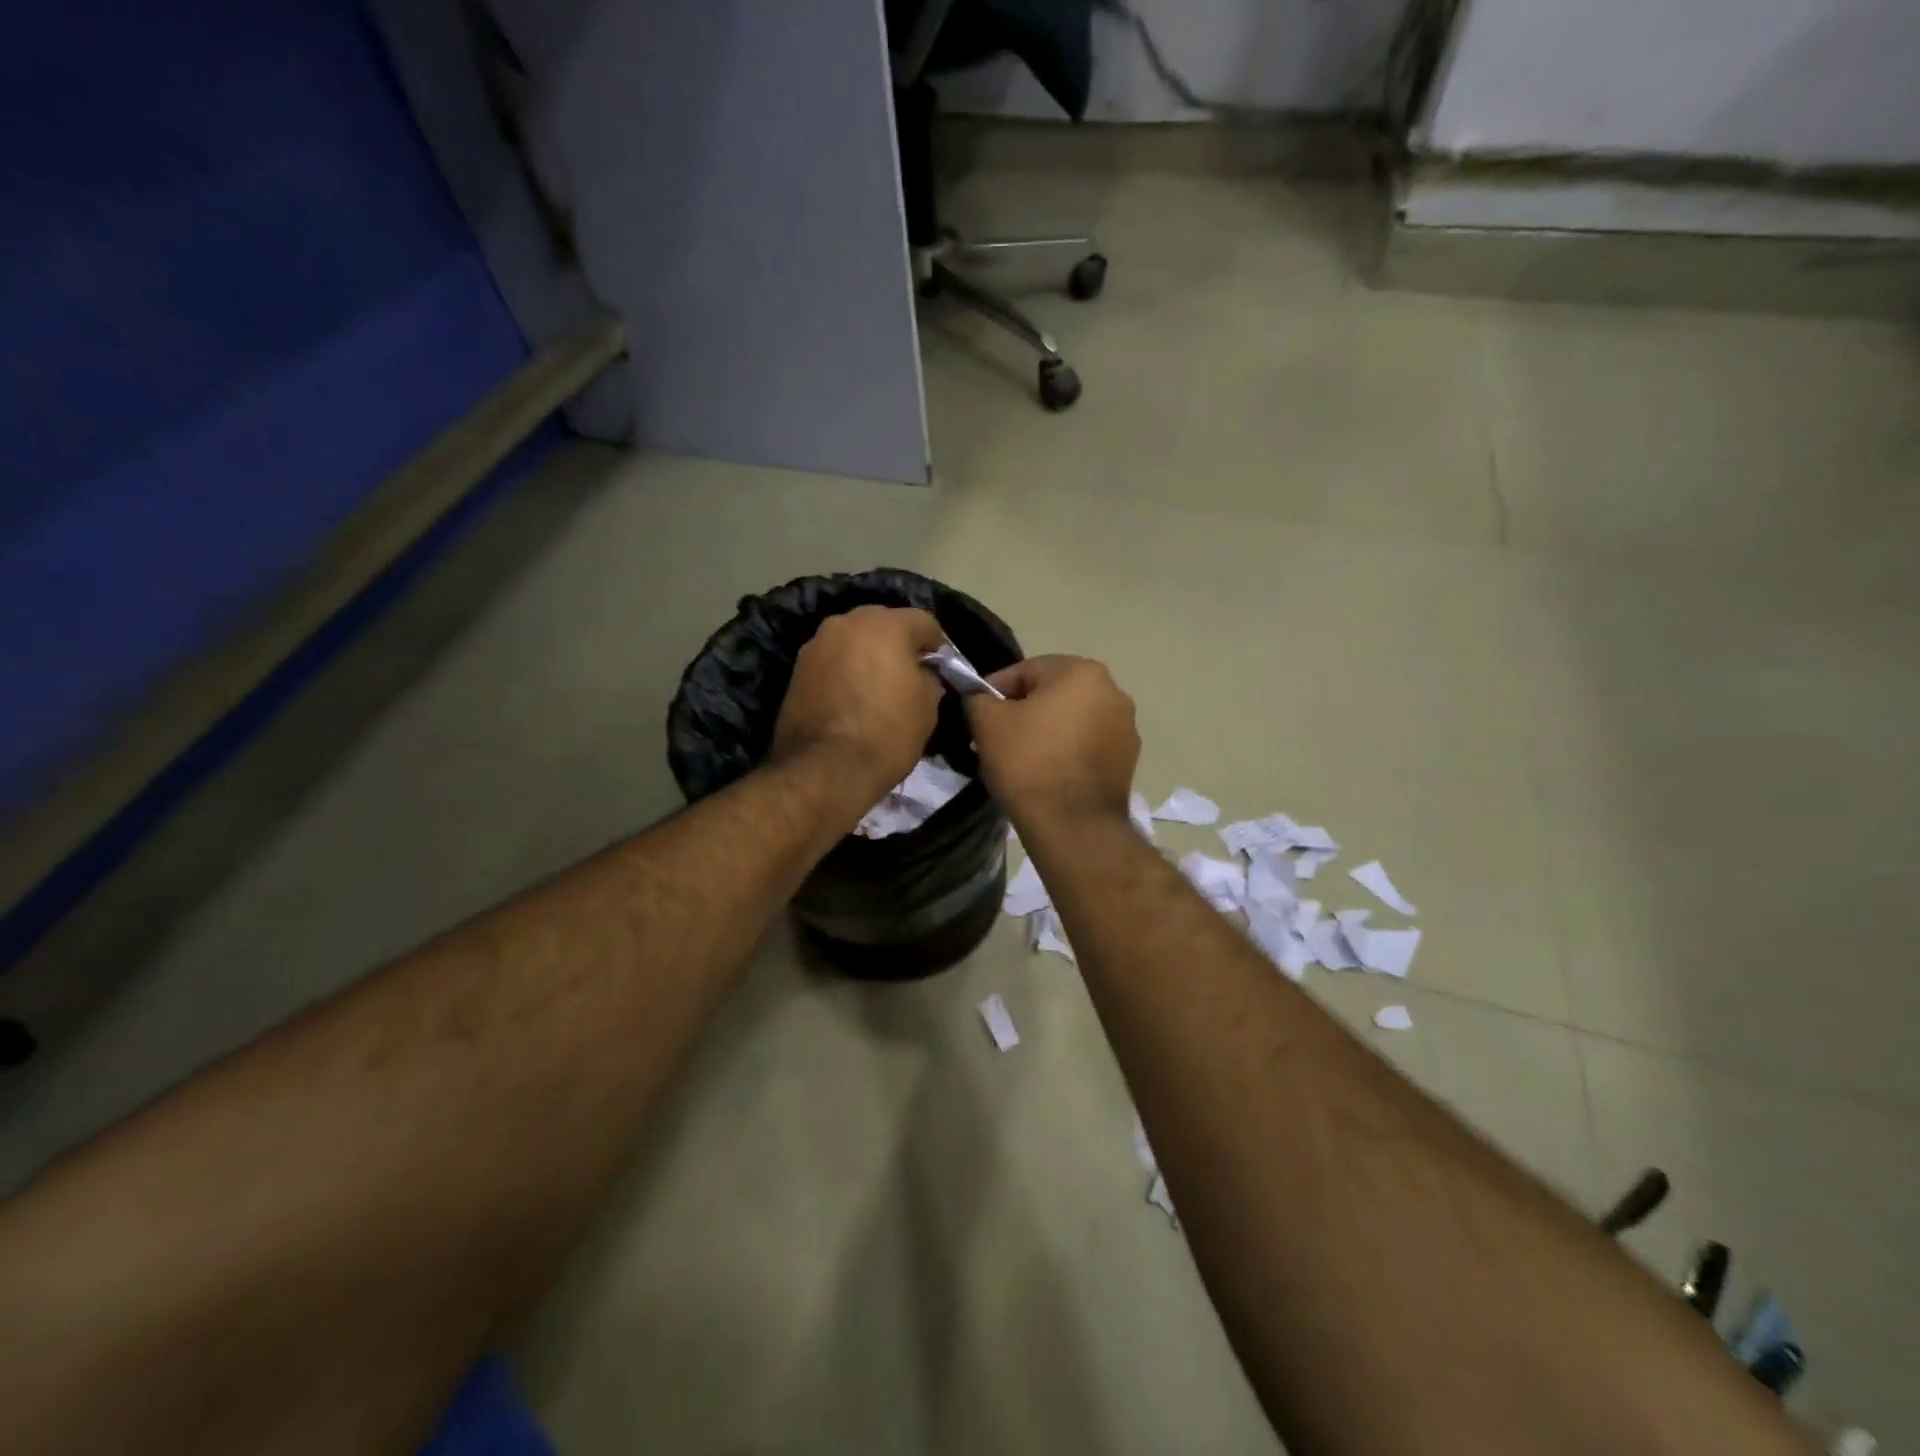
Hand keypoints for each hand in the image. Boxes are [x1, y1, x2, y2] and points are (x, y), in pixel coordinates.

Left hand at [771, 605, 946, 802]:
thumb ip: (929, 679)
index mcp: (886, 624)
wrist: (824, 770)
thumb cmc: (886, 734)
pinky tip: (853, 697)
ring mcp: (818, 643)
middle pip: (884, 623)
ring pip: (854, 640)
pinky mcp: (797, 667)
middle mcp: (848, 622)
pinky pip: (833, 659)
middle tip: (909, 676)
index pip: (924, 622)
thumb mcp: (927, 708)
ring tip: (878, 688)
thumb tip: (923, 673)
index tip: (941, 670)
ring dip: (868, 655)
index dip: (937, 646)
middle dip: (899, 645)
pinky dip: (845, 670)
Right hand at [964, 655, 1138, 825]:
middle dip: (1024, 711)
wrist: (1073, 826)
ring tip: (1023, 760)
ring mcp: (1126, 727)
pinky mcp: (1129, 760)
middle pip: (1052, 693)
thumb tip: (980, 697)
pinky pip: (1088, 745)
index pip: (1024, 671)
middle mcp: (1113, 691)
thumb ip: (978, 698)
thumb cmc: (1028, 763)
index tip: (978, 718)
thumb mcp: (987, 723)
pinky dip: (1068, 753)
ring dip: (1048, 732)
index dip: (994, 693)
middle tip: (998, 739)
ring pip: (1072, 720)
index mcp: (1082, 671)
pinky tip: (1049, 775)